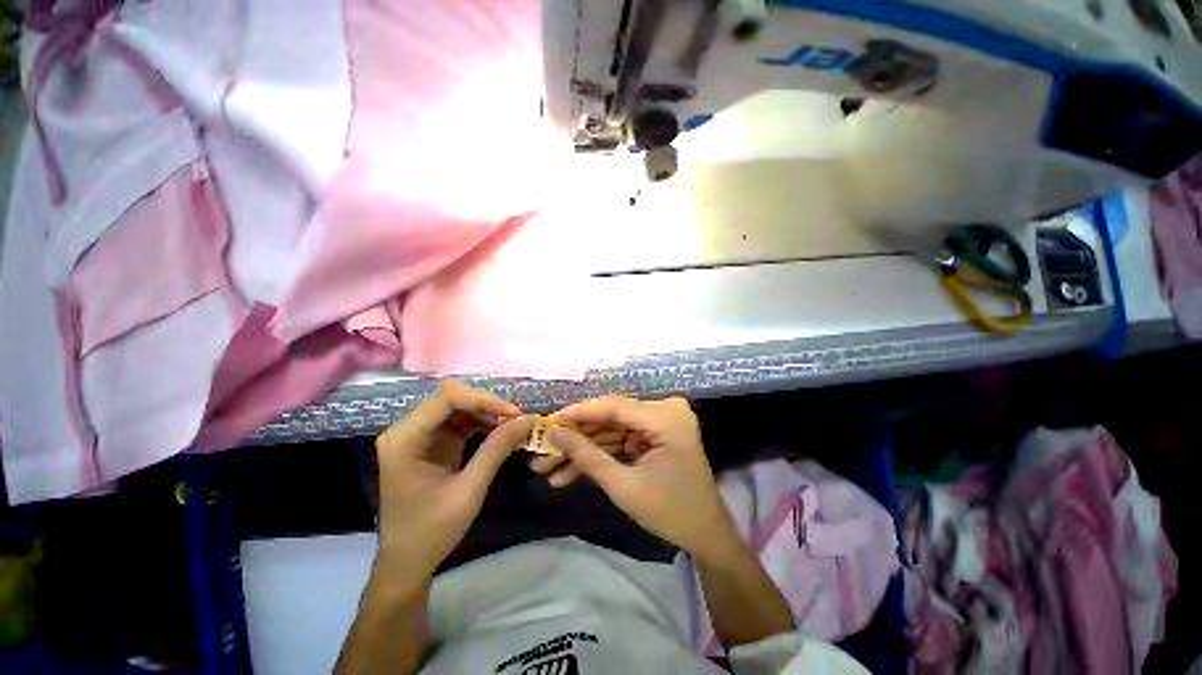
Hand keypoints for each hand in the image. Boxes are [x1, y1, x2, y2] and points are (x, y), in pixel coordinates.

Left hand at [373, 381, 532, 589]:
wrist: (406, 561)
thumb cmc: (431, 532)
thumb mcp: (468, 492)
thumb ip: (496, 451)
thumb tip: (527, 420)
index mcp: (405, 439)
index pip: (447, 398)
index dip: (484, 399)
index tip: (514, 414)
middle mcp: (407, 429)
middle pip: (452, 397)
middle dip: (487, 404)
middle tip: (516, 420)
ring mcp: (418, 433)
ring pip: (458, 405)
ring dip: (487, 412)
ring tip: (513, 425)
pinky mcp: (430, 440)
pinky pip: (459, 420)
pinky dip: (482, 422)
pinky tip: (500, 431)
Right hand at [540, 397, 738, 558]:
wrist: (706, 535)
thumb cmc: (671, 513)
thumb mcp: (624, 487)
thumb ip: (588, 456)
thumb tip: (555, 434)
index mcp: (666, 418)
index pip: (615, 406)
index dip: (578, 413)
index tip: (548, 421)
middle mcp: (664, 411)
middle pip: (610, 418)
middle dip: (576, 438)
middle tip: (543, 450)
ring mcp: (659, 422)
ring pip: (611, 431)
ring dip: (582, 449)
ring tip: (547, 468)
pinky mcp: (653, 435)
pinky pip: (620, 440)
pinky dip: (598, 455)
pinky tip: (569, 473)